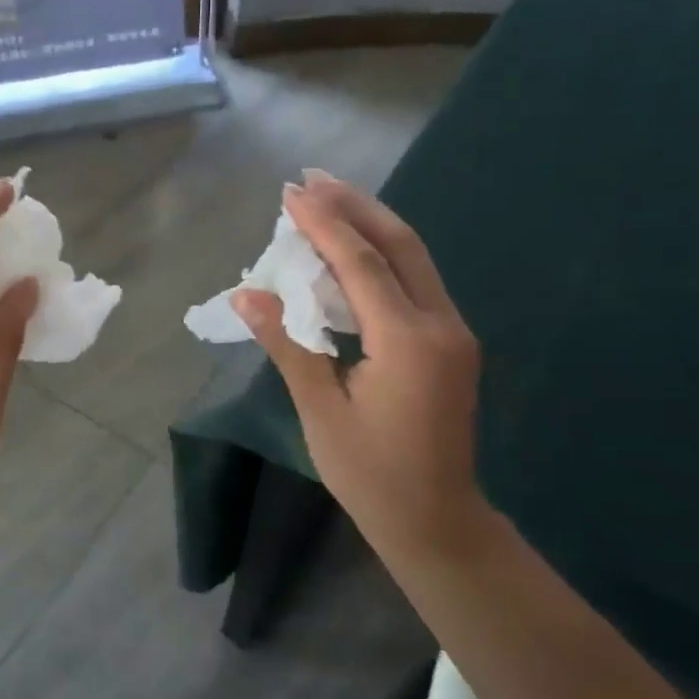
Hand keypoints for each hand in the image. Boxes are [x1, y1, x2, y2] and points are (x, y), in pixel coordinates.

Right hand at [234, 172, 492, 573]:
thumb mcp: (320, 410)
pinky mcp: (449, 343)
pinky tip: (350, 251)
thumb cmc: (371, 474)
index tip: (290, 192)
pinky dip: (379, 258)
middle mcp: (441, 324)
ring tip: (327, 199)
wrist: (436, 520)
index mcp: (408, 340)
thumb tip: (246, 294)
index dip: (324, 224)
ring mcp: (452, 332)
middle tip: (312, 177)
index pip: (361, 263)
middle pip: (398, 244)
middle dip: (354, 205)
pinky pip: (413, 284)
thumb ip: (288, 343)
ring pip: (412, 259)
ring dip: (369, 225)